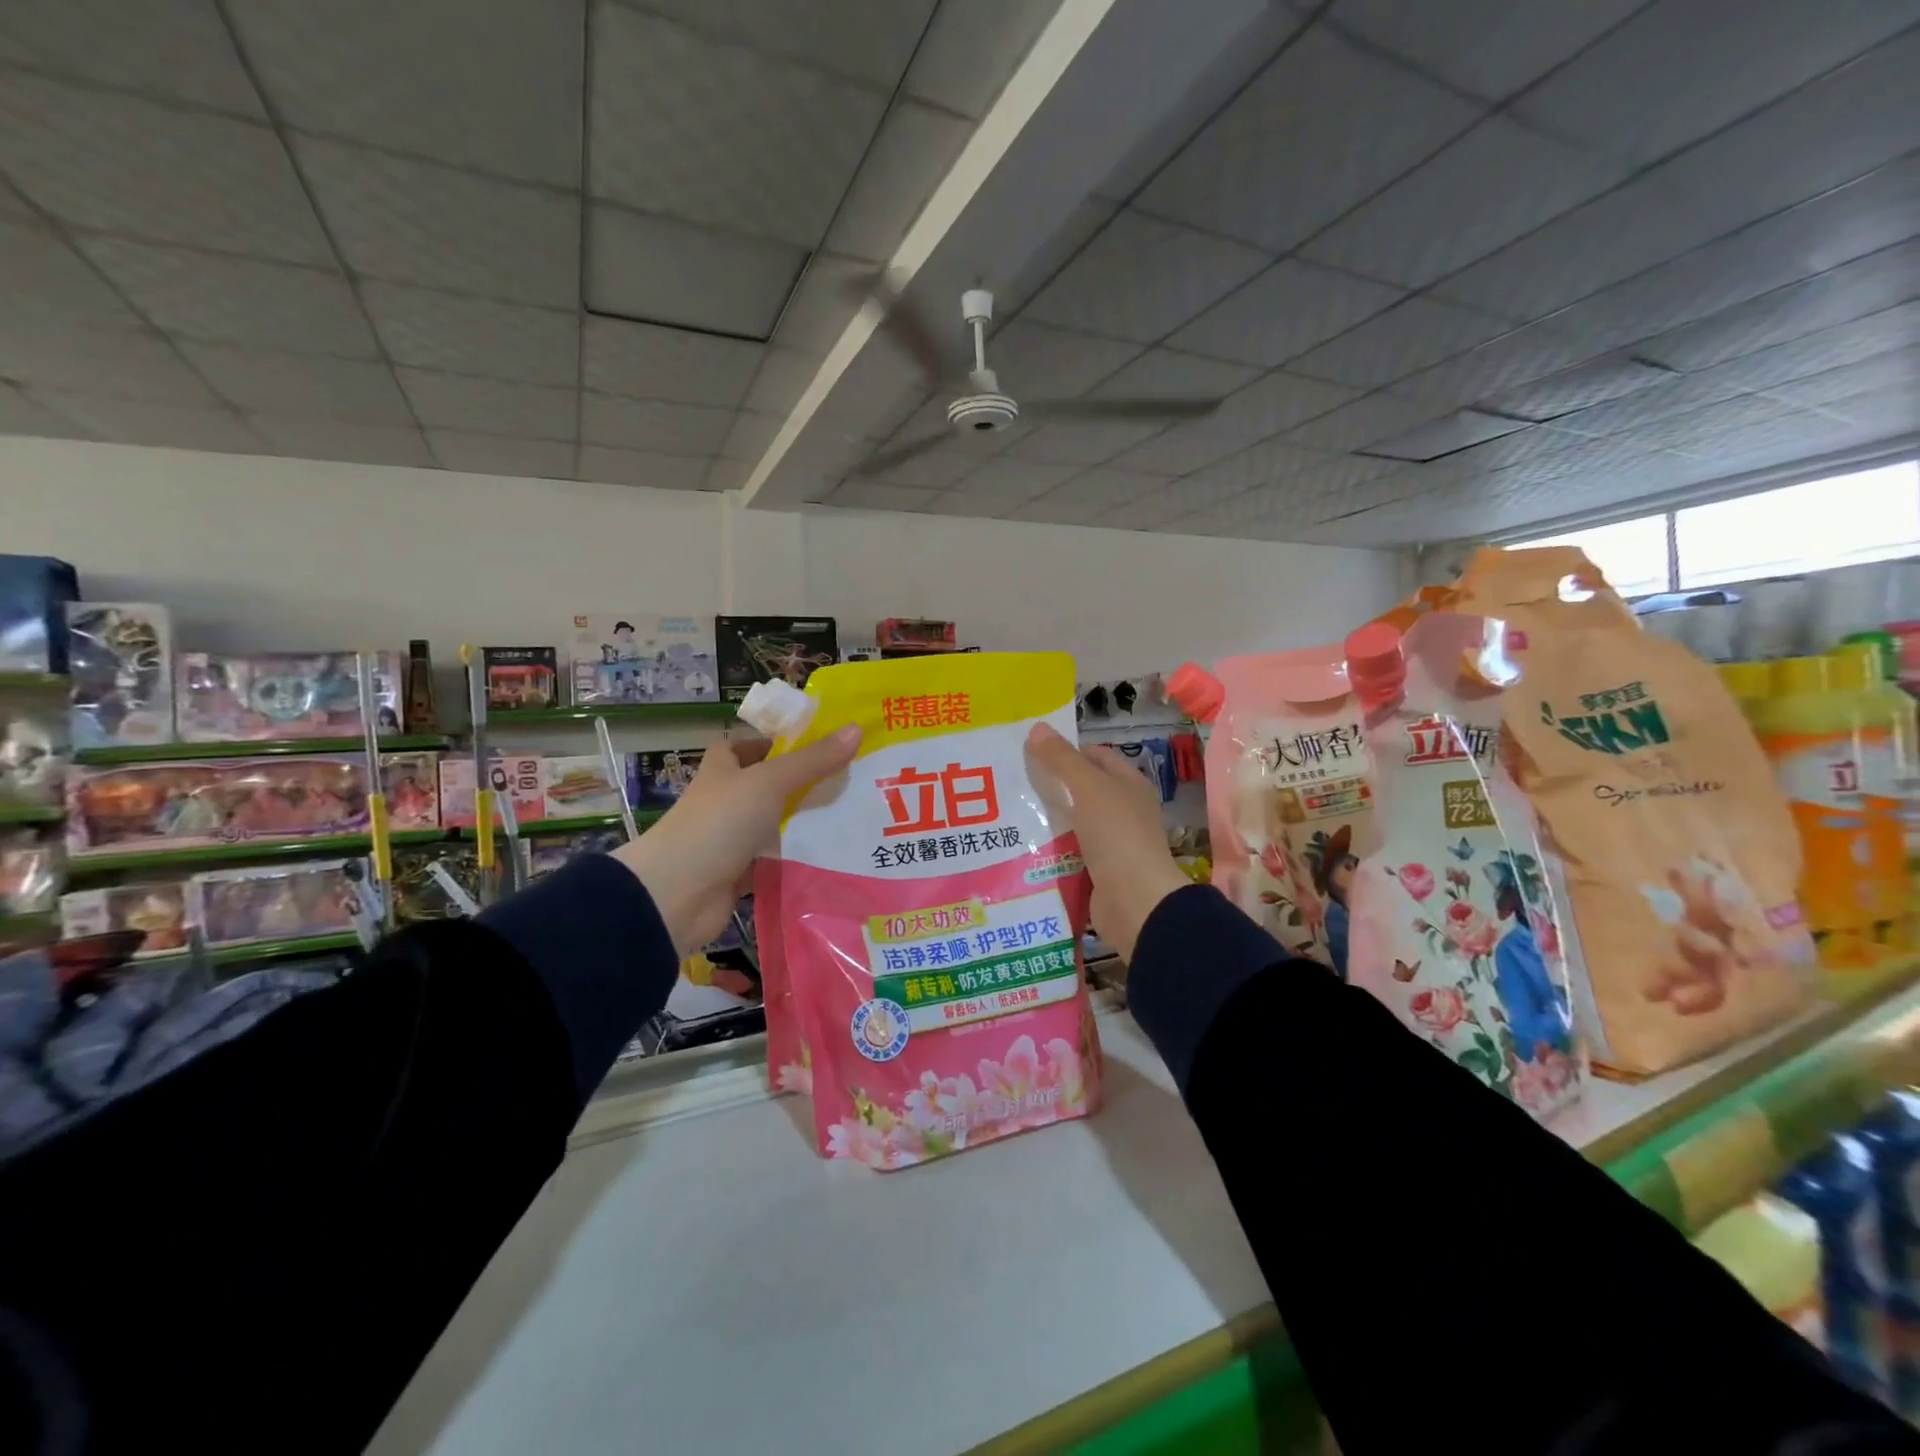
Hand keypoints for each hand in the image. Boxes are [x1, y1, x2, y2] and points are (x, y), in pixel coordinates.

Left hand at [616, 725, 861, 955]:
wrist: (676, 894)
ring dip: (806, 823)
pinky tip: (835, 856)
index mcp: (722, 770)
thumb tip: (856, 728)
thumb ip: (812, 760)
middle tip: (853, 780)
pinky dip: (798, 859)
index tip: (818, 745)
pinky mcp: (740, 874)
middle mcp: (726, 801)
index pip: (746, 747)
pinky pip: (776, 861)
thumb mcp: (769, 782)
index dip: (775, 742)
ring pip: (776, 825)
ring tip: (855, 817)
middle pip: (769, 786)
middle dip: (805, 784)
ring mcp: (731, 839)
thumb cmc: (719, 823)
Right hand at [1026, 723, 1189, 962]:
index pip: (1094, 756)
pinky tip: (1019, 846)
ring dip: (1044, 819)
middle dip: (1048, 786)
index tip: (1028, 752)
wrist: (1135, 903)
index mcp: (1128, 784)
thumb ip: (1062, 759)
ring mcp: (1110, 843)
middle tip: (1008, 781)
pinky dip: (1047, 849)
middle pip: (1080, 790)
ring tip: (1004, 813)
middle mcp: (1122, 810)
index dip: (1065, 750)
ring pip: (1070, 823)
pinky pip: (1066, 853)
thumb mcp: (1088, 788)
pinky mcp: (1096, 871)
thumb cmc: (1117, 835)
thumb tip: (1037, 727)